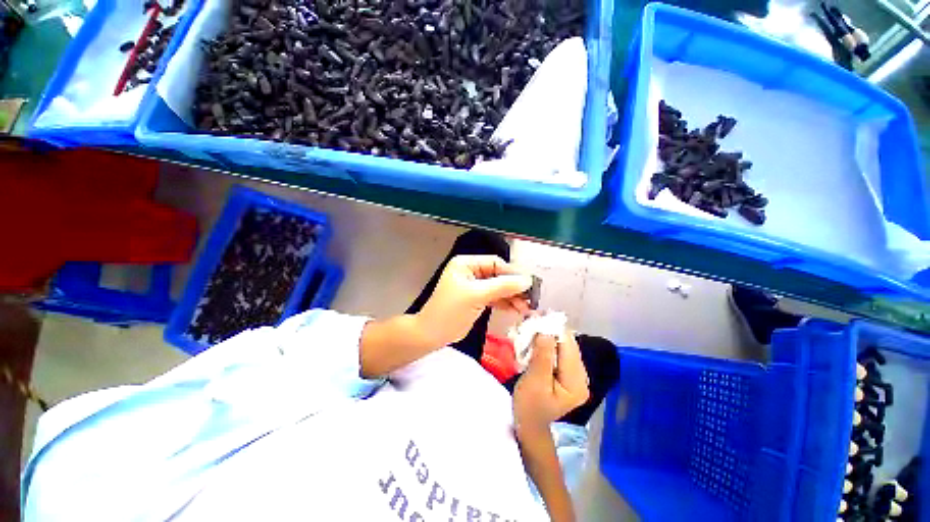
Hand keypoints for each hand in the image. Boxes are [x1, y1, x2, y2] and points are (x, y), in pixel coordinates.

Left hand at [414, 255, 532, 347]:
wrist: (432, 334)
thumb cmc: (450, 311)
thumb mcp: (476, 295)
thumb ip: (503, 286)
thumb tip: (527, 280)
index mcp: (466, 264)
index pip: (495, 263)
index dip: (513, 273)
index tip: (529, 284)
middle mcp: (471, 272)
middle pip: (499, 275)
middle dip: (514, 287)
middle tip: (531, 299)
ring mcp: (475, 286)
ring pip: (499, 288)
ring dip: (512, 297)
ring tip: (527, 308)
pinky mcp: (477, 299)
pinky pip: (495, 298)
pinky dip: (506, 303)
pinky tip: (517, 310)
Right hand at [513, 332, 589, 437]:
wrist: (529, 423)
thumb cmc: (529, 406)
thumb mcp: (534, 381)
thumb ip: (543, 355)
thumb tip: (546, 330)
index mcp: (577, 382)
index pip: (568, 347)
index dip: (553, 330)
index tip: (535, 318)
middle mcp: (582, 377)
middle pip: (568, 345)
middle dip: (549, 332)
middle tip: (530, 322)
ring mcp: (575, 374)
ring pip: (563, 346)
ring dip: (547, 336)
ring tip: (531, 330)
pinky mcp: (567, 372)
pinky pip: (559, 351)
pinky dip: (547, 344)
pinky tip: (535, 341)